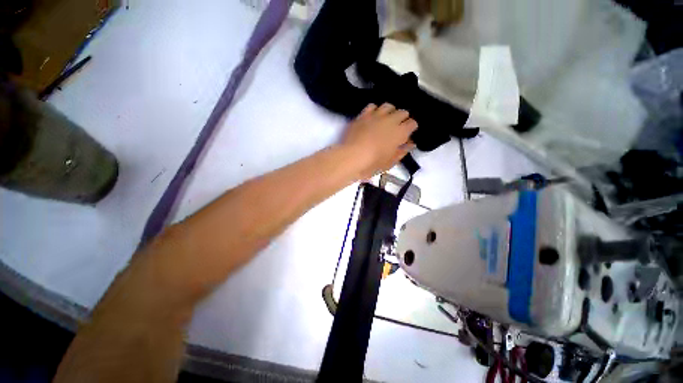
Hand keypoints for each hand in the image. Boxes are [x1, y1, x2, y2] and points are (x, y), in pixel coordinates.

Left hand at [340, 103, 417, 178]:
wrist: (351, 157)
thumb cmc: (372, 164)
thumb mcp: (389, 163)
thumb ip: (401, 152)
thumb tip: (410, 145)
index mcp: (400, 132)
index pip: (412, 123)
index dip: (411, 128)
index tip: (407, 135)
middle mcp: (390, 120)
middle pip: (402, 112)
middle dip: (402, 119)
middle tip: (397, 128)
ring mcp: (376, 115)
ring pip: (389, 106)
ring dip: (390, 112)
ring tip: (386, 120)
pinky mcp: (363, 115)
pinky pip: (372, 106)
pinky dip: (375, 110)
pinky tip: (373, 117)